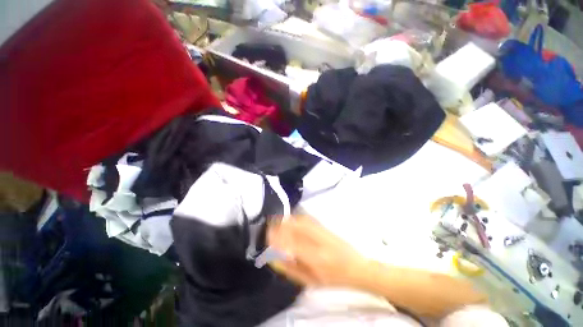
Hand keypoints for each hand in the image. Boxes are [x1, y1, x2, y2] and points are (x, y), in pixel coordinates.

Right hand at [267, 215, 367, 286]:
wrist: (357, 267)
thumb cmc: (334, 279)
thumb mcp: (311, 281)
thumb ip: (290, 269)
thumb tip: (274, 258)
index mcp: (314, 258)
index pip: (290, 243)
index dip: (277, 238)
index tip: (268, 236)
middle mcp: (318, 240)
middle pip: (294, 227)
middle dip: (280, 225)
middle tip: (270, 228)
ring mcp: (322, 231)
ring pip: (300, 220)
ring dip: (287, 220)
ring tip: (278, 223)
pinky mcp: (325, 226)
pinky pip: (307, 218)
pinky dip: (296, 218)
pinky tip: (291, 220)